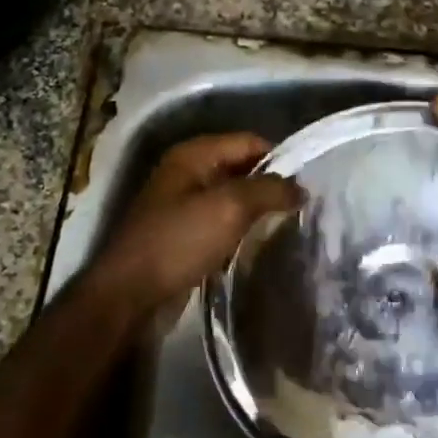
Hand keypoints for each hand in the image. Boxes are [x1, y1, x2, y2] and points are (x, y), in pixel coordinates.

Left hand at [91, 134, 302, 311]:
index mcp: (193, 155)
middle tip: (303, 207)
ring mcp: (182, 205)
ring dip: (257, 210)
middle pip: (241, 168)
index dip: (280, 158)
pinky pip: (221, 224)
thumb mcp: (229, 208)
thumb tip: (300, 188)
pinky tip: (260, 245)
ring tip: (289, 226)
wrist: (129, 295)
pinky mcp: (183, 235)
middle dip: (270, 185)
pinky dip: (241, 231)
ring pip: (232, 198)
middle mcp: (187, 173)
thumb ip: (268, 191)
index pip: (249, 141)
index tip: (308, 183)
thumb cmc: (178, 241)